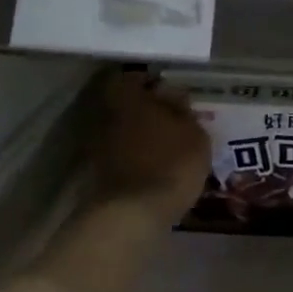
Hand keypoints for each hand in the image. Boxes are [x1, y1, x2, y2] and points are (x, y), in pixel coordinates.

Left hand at [95, 71, 210, 223]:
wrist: (134, 213)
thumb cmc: (171, 162)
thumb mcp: (194, 133)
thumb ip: (183, 110)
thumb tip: (173, 96)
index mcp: (126, 98)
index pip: (132, 77)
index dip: (150, 82)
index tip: (170, 92)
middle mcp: (105, 116)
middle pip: (125, 104)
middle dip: (145, 109)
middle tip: (171, 119)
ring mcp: (98, 146)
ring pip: (122, 130)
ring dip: (140, 134)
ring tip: (167, 145)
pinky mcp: (98, 173)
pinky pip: (120, 154)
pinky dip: (135, 156)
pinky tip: (156, 165)